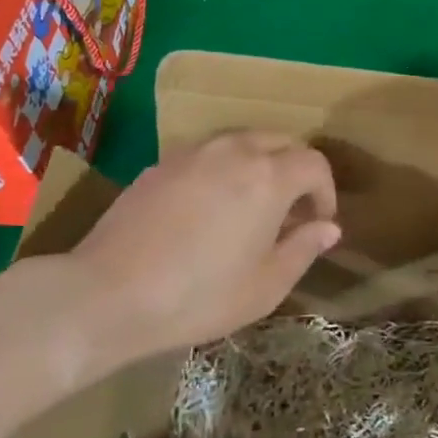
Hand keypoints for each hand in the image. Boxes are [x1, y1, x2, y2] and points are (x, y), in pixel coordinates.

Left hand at [19, 132, 340, 383]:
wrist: (108, 294)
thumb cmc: (200, 296)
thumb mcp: (266, 286)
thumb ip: (304, 249)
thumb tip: (328, 228)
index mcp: (269, 177)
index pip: (314, 164)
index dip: (325, 191)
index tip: (319, 222)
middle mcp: (235, 151)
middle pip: (281, 142)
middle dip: (296, 171)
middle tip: (291, 212)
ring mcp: (194, 153)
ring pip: (242, 142)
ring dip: (260, 165)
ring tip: (252, 206)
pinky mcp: (161, 163)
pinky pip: (208, 154)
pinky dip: (224, 169)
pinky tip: (210, 208)